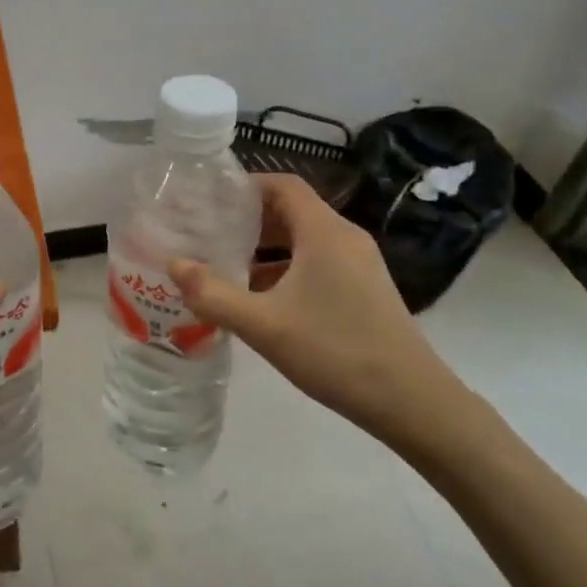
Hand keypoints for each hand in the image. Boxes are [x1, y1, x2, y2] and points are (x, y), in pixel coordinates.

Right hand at [169, 175, 477, 452]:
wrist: (411, 401)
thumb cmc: (335, 351)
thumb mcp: (264, 325)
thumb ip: (214, 295)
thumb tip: (174, 265)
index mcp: (324, 232)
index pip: (283, 185)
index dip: (245, 186)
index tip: (209, 201)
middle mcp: (345, 238)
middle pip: (291, 211)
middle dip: (249, 220)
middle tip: (207, 234)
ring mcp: (359, 264)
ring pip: (304, 240)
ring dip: (266, 249)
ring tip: (225, 266)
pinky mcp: (365, 289)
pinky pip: (318, 263)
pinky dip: (286, 270)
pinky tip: (261, 300)